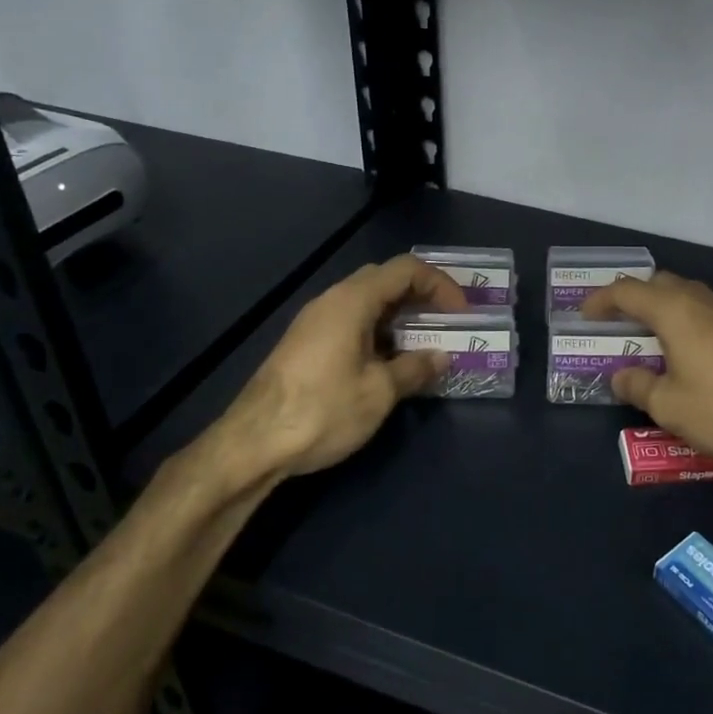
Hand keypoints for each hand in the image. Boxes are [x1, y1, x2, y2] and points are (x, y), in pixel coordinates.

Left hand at [196, 255, 465, 491]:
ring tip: (424, 346)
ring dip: (400, 317)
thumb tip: (442, 356)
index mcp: (352, 300)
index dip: (440, 285)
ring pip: (367, 303)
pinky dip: (379, 332)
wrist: (252, 444)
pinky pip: (352, 322)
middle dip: (422, 297)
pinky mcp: (306, 344)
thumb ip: (415, 368)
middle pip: (385, 280)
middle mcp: (332, 300)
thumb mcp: (380, 391)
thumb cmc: (323, 410)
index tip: (460, 315)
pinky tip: (389, 364)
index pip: (406, 269)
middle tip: (446, 323)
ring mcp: (315, 322)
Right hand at [582, 272, 712, 471]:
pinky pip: (702, 312)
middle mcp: (700, 300)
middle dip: (632, 298)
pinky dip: (682, 321)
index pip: (627, 291)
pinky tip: (682, 352)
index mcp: (674, 309)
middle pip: (657, 283)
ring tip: (644, 337)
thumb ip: (638, 385)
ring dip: (659, 308)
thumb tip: (621, 376)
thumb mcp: (669, 405)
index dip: (601, 300)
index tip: (584, 315)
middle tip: (614, 323)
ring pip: (683, 295)